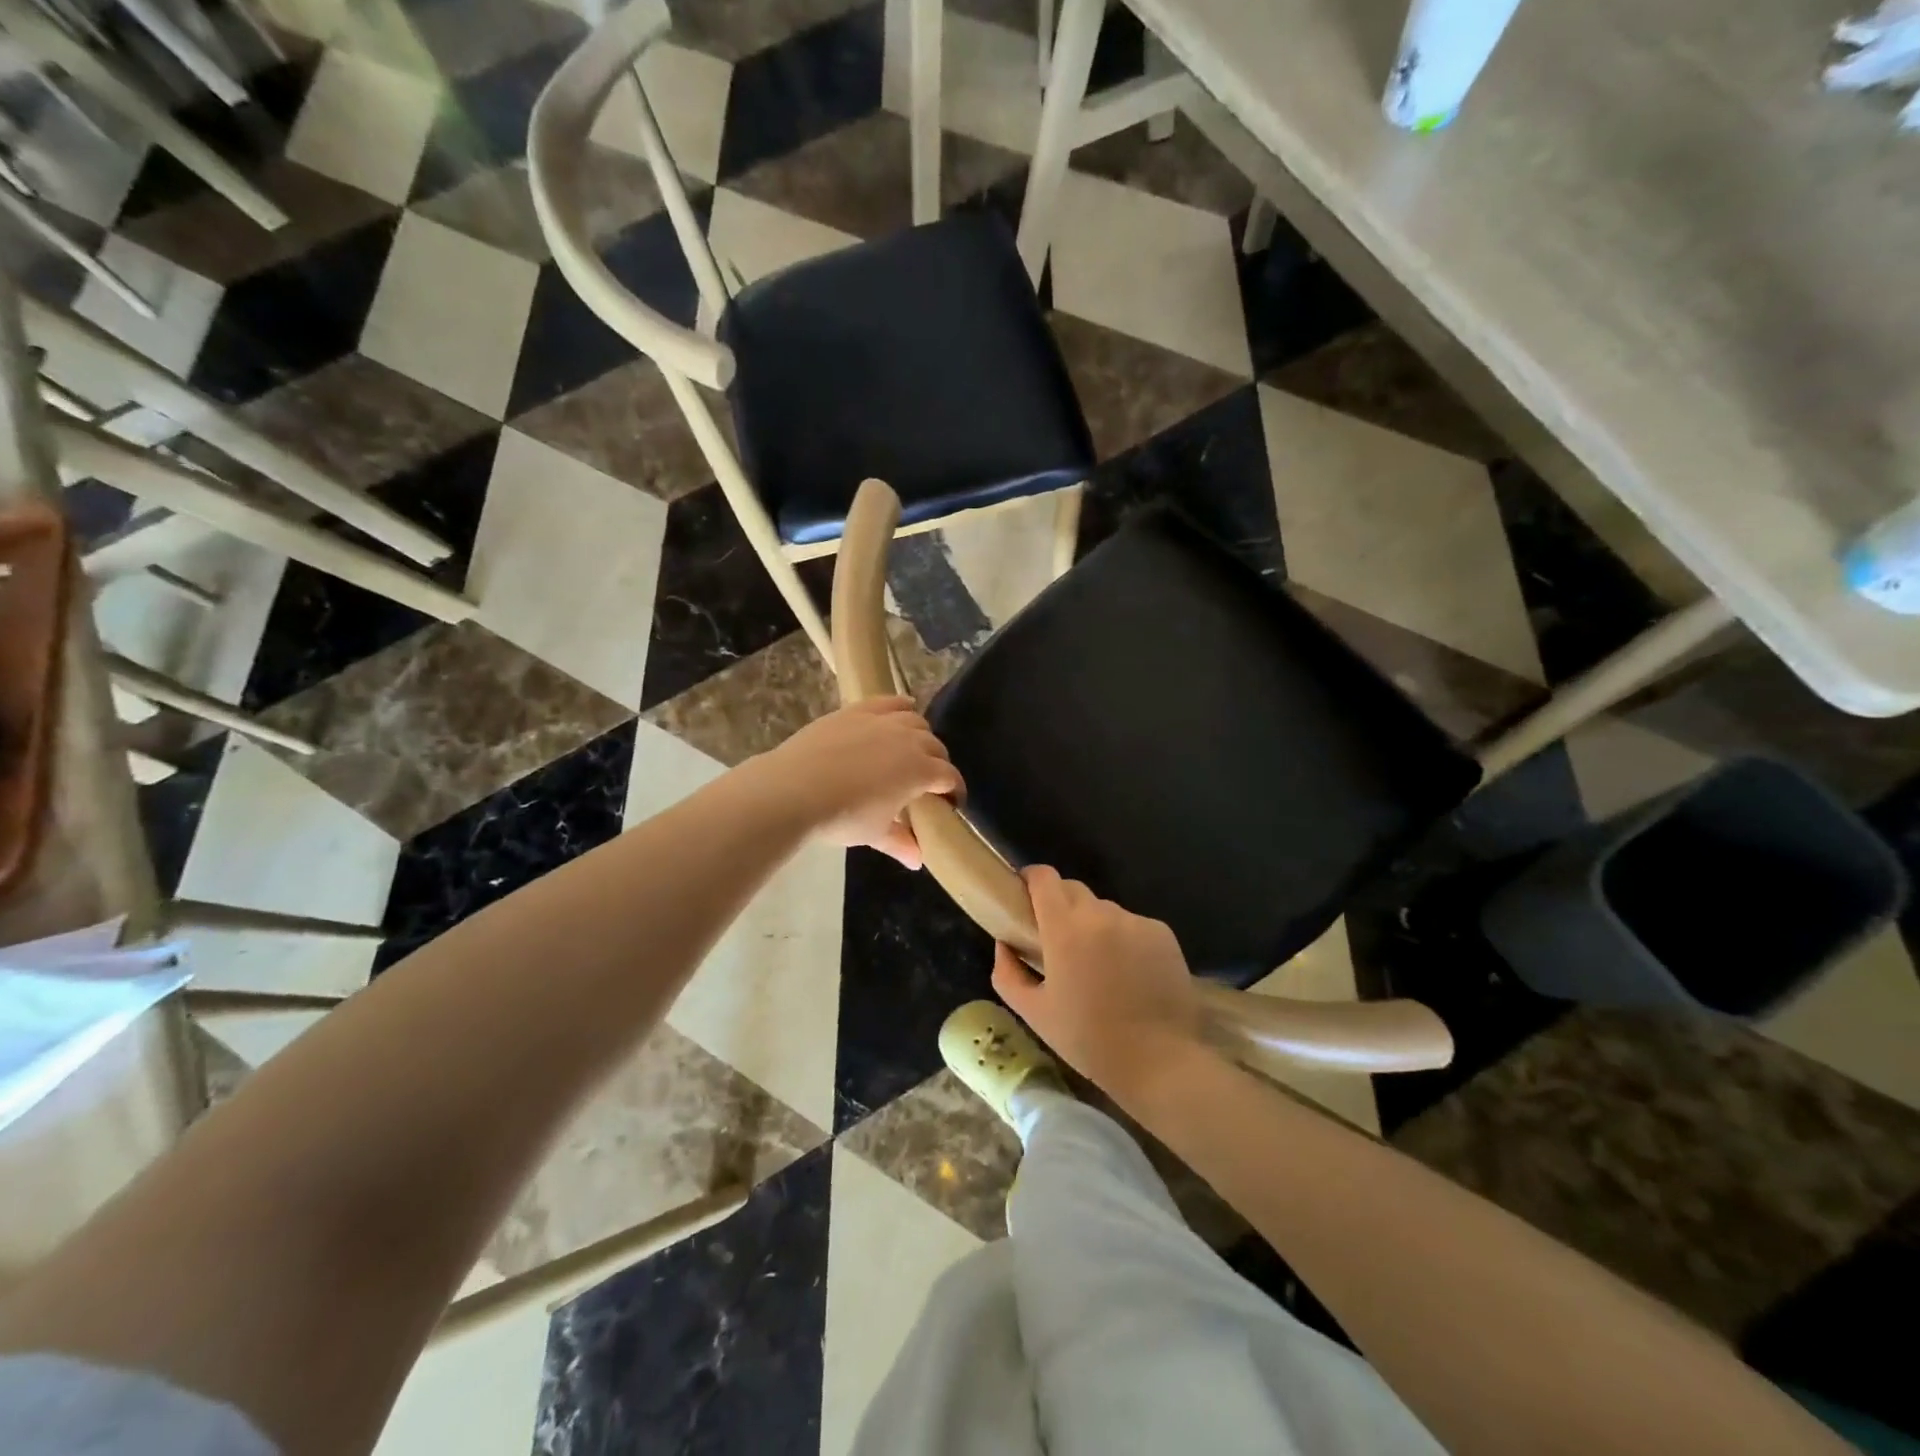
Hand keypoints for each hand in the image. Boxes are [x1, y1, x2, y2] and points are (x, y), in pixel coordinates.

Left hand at [757, 697, 962, 868]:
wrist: (794, 789)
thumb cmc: (842, 817)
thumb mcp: (874, 834)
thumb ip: (900, 843)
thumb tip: (917, 860)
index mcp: (920, 771)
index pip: (949, 777)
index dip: (954, 791)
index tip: (950, 804)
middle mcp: (909, 740)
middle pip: (936, 747)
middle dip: (938, 764)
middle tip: (928, 782)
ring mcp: (882, 721)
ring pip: (916, 722)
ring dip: (921, 736)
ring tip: (912, 750)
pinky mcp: (858, 710)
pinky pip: (890, 702)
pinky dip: (901, 707)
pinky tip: (904, 710)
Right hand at [991, 865, 1207, 1101]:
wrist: (1159, 1061)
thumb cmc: (1088, 1040)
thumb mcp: (1034, 1013)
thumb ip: (1008, 973)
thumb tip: (1004, 944)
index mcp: (1065, 928)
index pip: (1044, 877)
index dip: (1031, 879)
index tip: (1024, 893)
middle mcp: (1101, 913)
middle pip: (1073, 889)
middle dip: (1060, 905)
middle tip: (1057, 939)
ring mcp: (1135, 921)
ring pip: (1104, 909)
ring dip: (1093, 925)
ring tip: (1097, 963)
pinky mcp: (1162, 933)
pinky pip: (1132, 924)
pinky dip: (1123, 938)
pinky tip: (1128, 973)